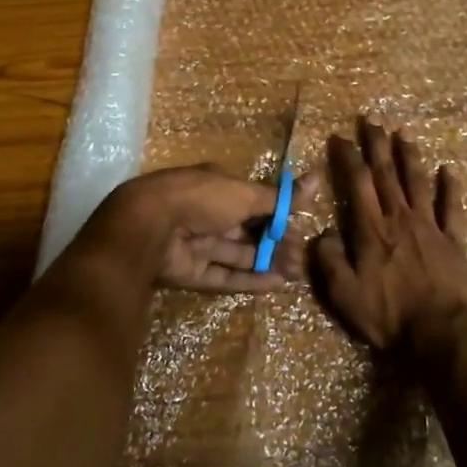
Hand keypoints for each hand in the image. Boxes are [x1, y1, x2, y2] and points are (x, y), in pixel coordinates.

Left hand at [99, 165, 297, 292]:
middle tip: (304, 258)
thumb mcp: (244, 193)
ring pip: (239, 254)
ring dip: (268, 262)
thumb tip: (316, 180)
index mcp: (217, 187)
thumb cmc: (201, 199)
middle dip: (277, 242)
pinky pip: (224, 275)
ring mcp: (198, 243)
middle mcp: (208, 213)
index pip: (254, 201)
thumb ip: (279, 197)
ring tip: (298, 273)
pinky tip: (276, 285)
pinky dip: (249, 280)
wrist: (150, 226)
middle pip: (248, 230)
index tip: (304, 228)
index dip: (279, 215)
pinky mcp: (190, 272)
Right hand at [310, 120, 466, 354]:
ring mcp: (430, 226)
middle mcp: (400, 218)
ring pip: (418, 182)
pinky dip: (451, 187)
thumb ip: (329, 261)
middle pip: (386, 173)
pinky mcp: (454, 241)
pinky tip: (449, 171)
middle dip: (376, 144)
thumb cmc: (388, 315)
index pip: (357, 183)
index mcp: (372, 229)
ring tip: (403, 134)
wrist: (440, 333)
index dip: (348, 157)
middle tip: (370, 120)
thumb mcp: (344, 294)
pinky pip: (452, 208)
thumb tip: (321, 234)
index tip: (339, 137)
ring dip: (409, 156)